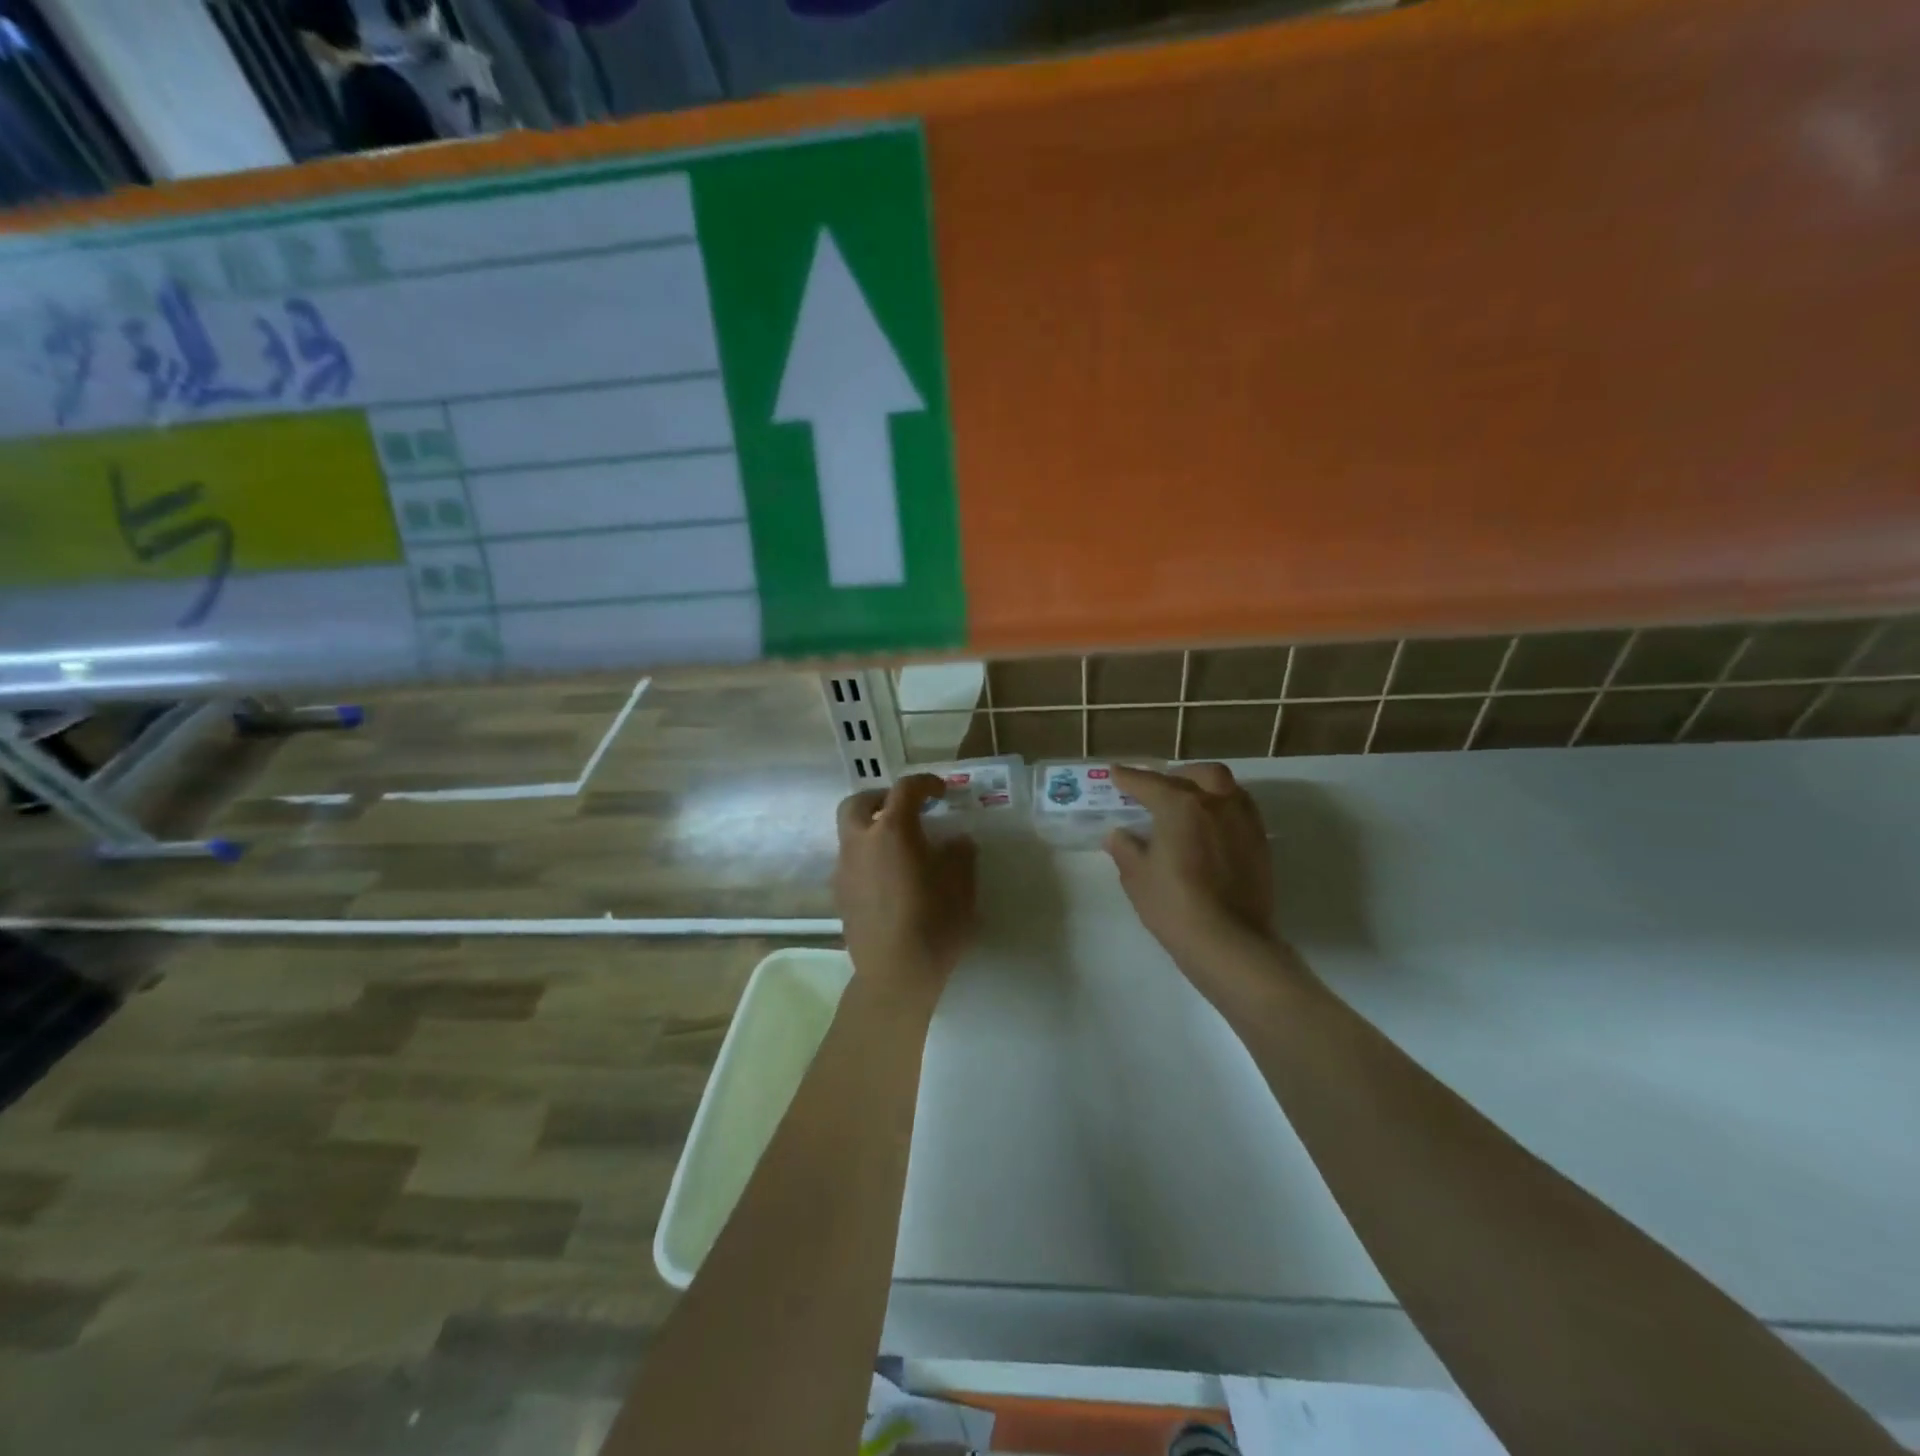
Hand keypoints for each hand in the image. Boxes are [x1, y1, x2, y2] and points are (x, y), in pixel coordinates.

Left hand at [834, 774, 977, 1004]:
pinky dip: (868, 858)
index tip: (941, 792)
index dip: (925, 783)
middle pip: (858, 803)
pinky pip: (851, 863)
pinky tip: (889, 880)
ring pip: (850, 834)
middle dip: (881, 799)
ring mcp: (845, 870)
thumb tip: (954, 841)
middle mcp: (860, 843)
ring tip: (899, 849)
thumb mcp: (961, 883)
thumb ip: (958, 853)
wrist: (896, 974)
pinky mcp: (840, 897)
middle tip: (905, 809)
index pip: (905, 789)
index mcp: (893, 831)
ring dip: (871, 830)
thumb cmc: (935, 921)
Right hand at [1106, 763, 1278, 977]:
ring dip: (1206, 788)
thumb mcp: (1137, 878)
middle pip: (1199, 775)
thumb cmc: (1174, 906)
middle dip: (1177, 776)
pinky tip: (1212, 828)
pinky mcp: (1261, 843)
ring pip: (1227, 788)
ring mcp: (1244, 821)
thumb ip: (1126, 849)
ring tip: (1190, 804)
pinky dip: (1224, 809)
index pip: (1149, 783)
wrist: (1230, 943)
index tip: (1116, 774)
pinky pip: (1242, 810)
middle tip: (1159, 789)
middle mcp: (1216, 803)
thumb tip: (1119, 835)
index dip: (1130, 778)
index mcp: (1181, 805)